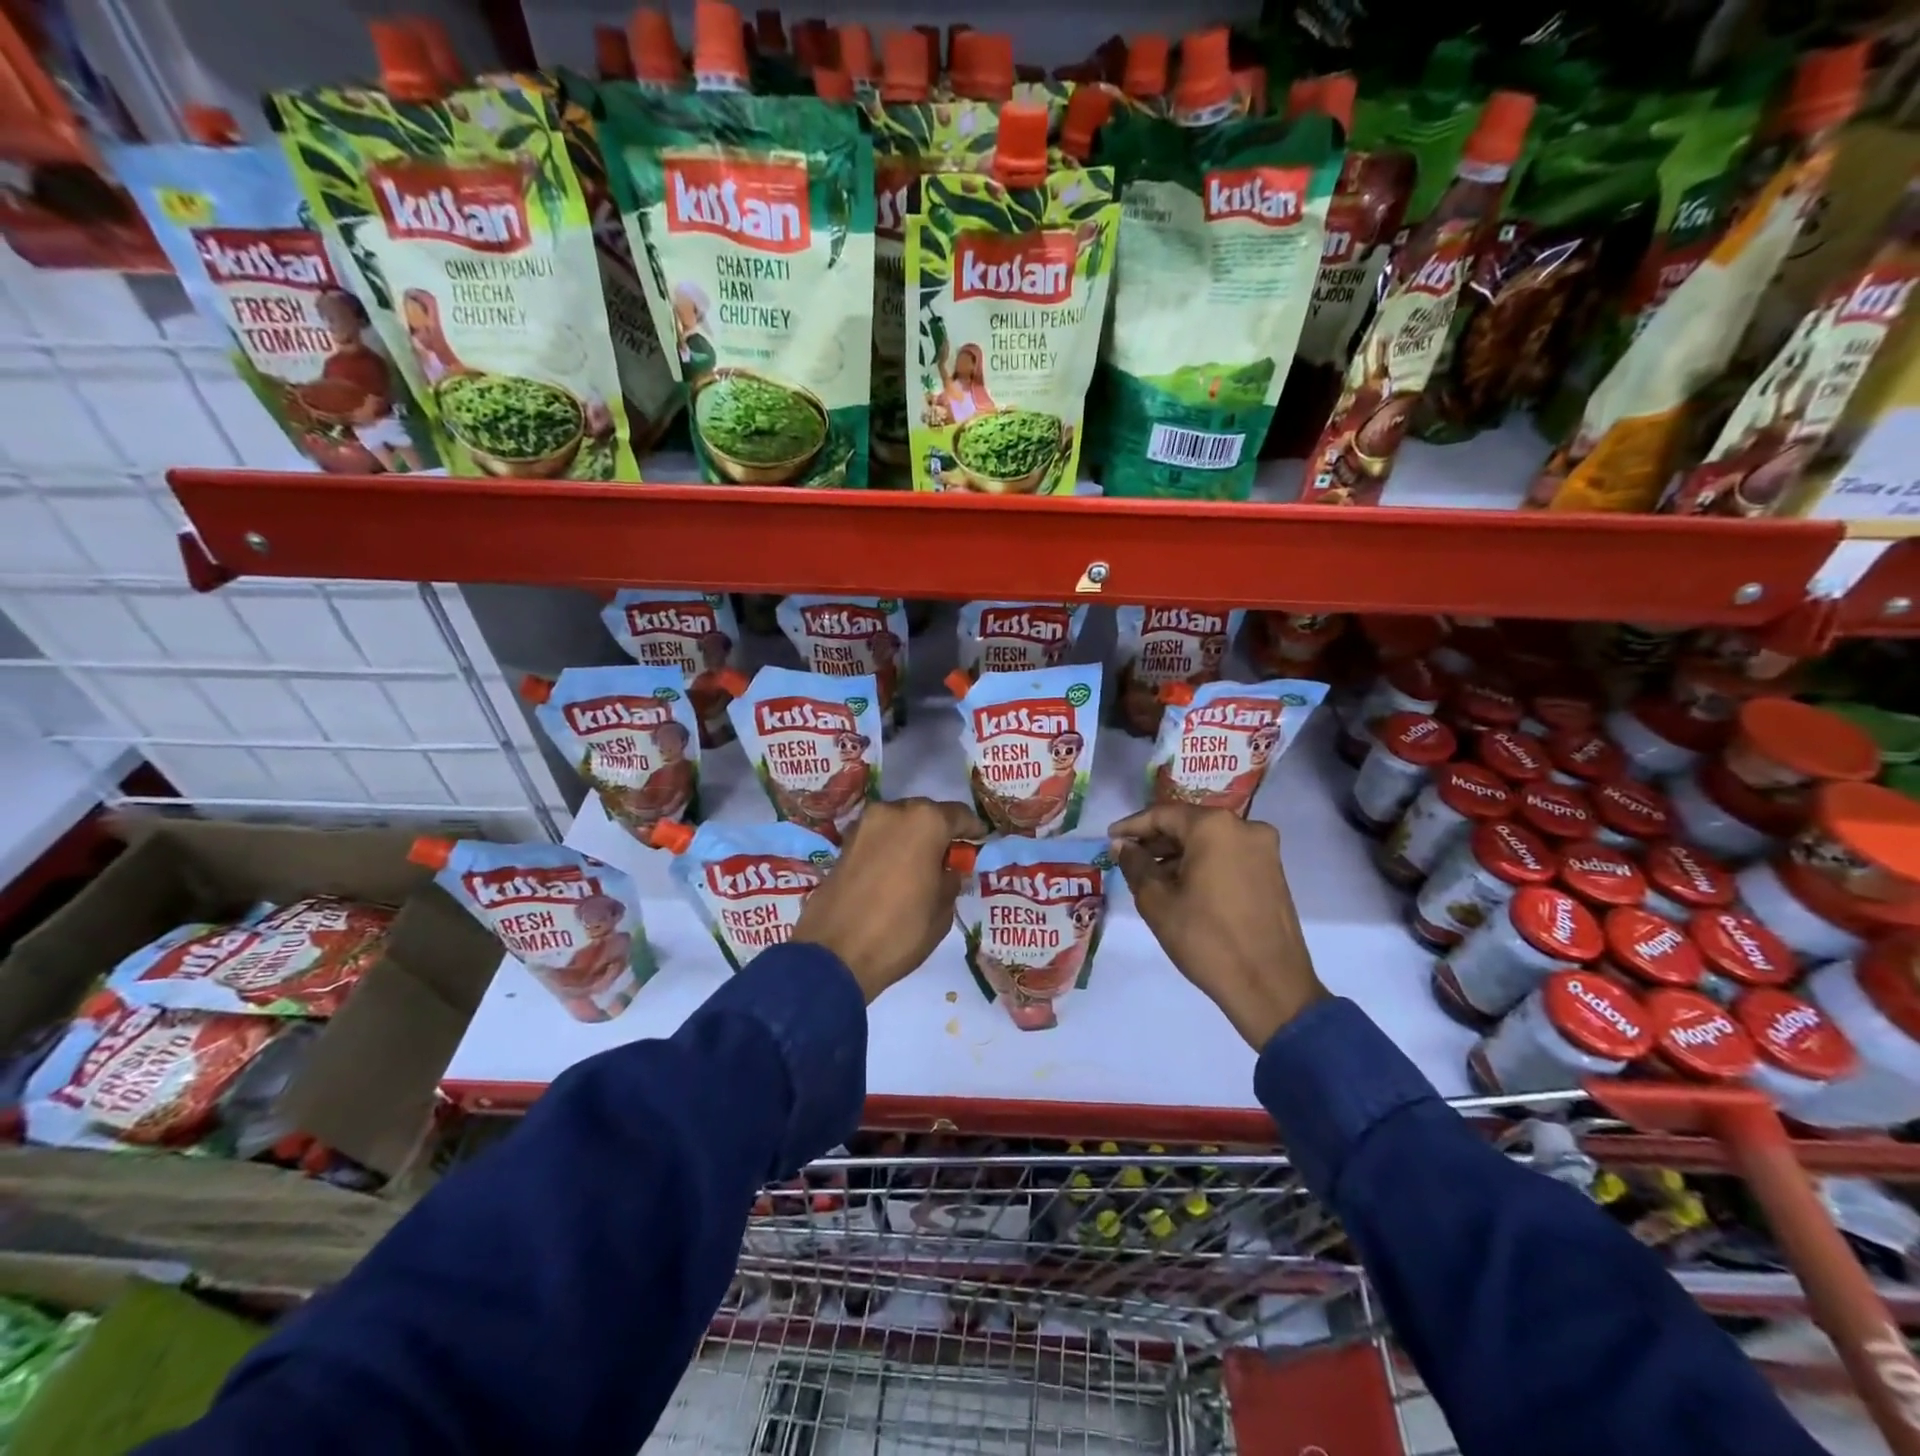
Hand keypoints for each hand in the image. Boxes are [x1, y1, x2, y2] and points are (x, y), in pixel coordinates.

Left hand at [795, 798, 986, 1002]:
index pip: (959, 815)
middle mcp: (893, 812)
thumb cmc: (901, 930)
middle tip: (949, 855)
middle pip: (925, 814)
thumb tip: (949, 871)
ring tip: (921, 865)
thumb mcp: (942, 911)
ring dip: (912, 838)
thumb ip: (951, 881)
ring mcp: (864, 825)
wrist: (835, 954)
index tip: (980, 842)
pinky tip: (896, 870)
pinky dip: (890, 848)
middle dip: (939, 831)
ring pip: (899, 823)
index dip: (972, 830)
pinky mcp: (844, 843)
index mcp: (926, 821)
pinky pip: (877, 837)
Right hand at [1108, 805, 1326, 1049]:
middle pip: (1189, 824)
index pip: (1162, 814)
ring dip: (1179, 853)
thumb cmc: (1206, 939)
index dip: (1132, 826)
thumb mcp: (1157, 901)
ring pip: (1209, 840)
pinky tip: (1182, 886)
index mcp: (1214, 827)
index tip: (1110, 839)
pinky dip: (1203, 863)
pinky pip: (1228, 856)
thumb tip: (1121, 845)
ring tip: (1151, 876)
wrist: (1270, 987)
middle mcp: (1245, 827)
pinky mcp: (1273, 872)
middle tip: (1127, 858)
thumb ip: (1135, 864)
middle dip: (1156, 840)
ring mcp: (1264, 850)